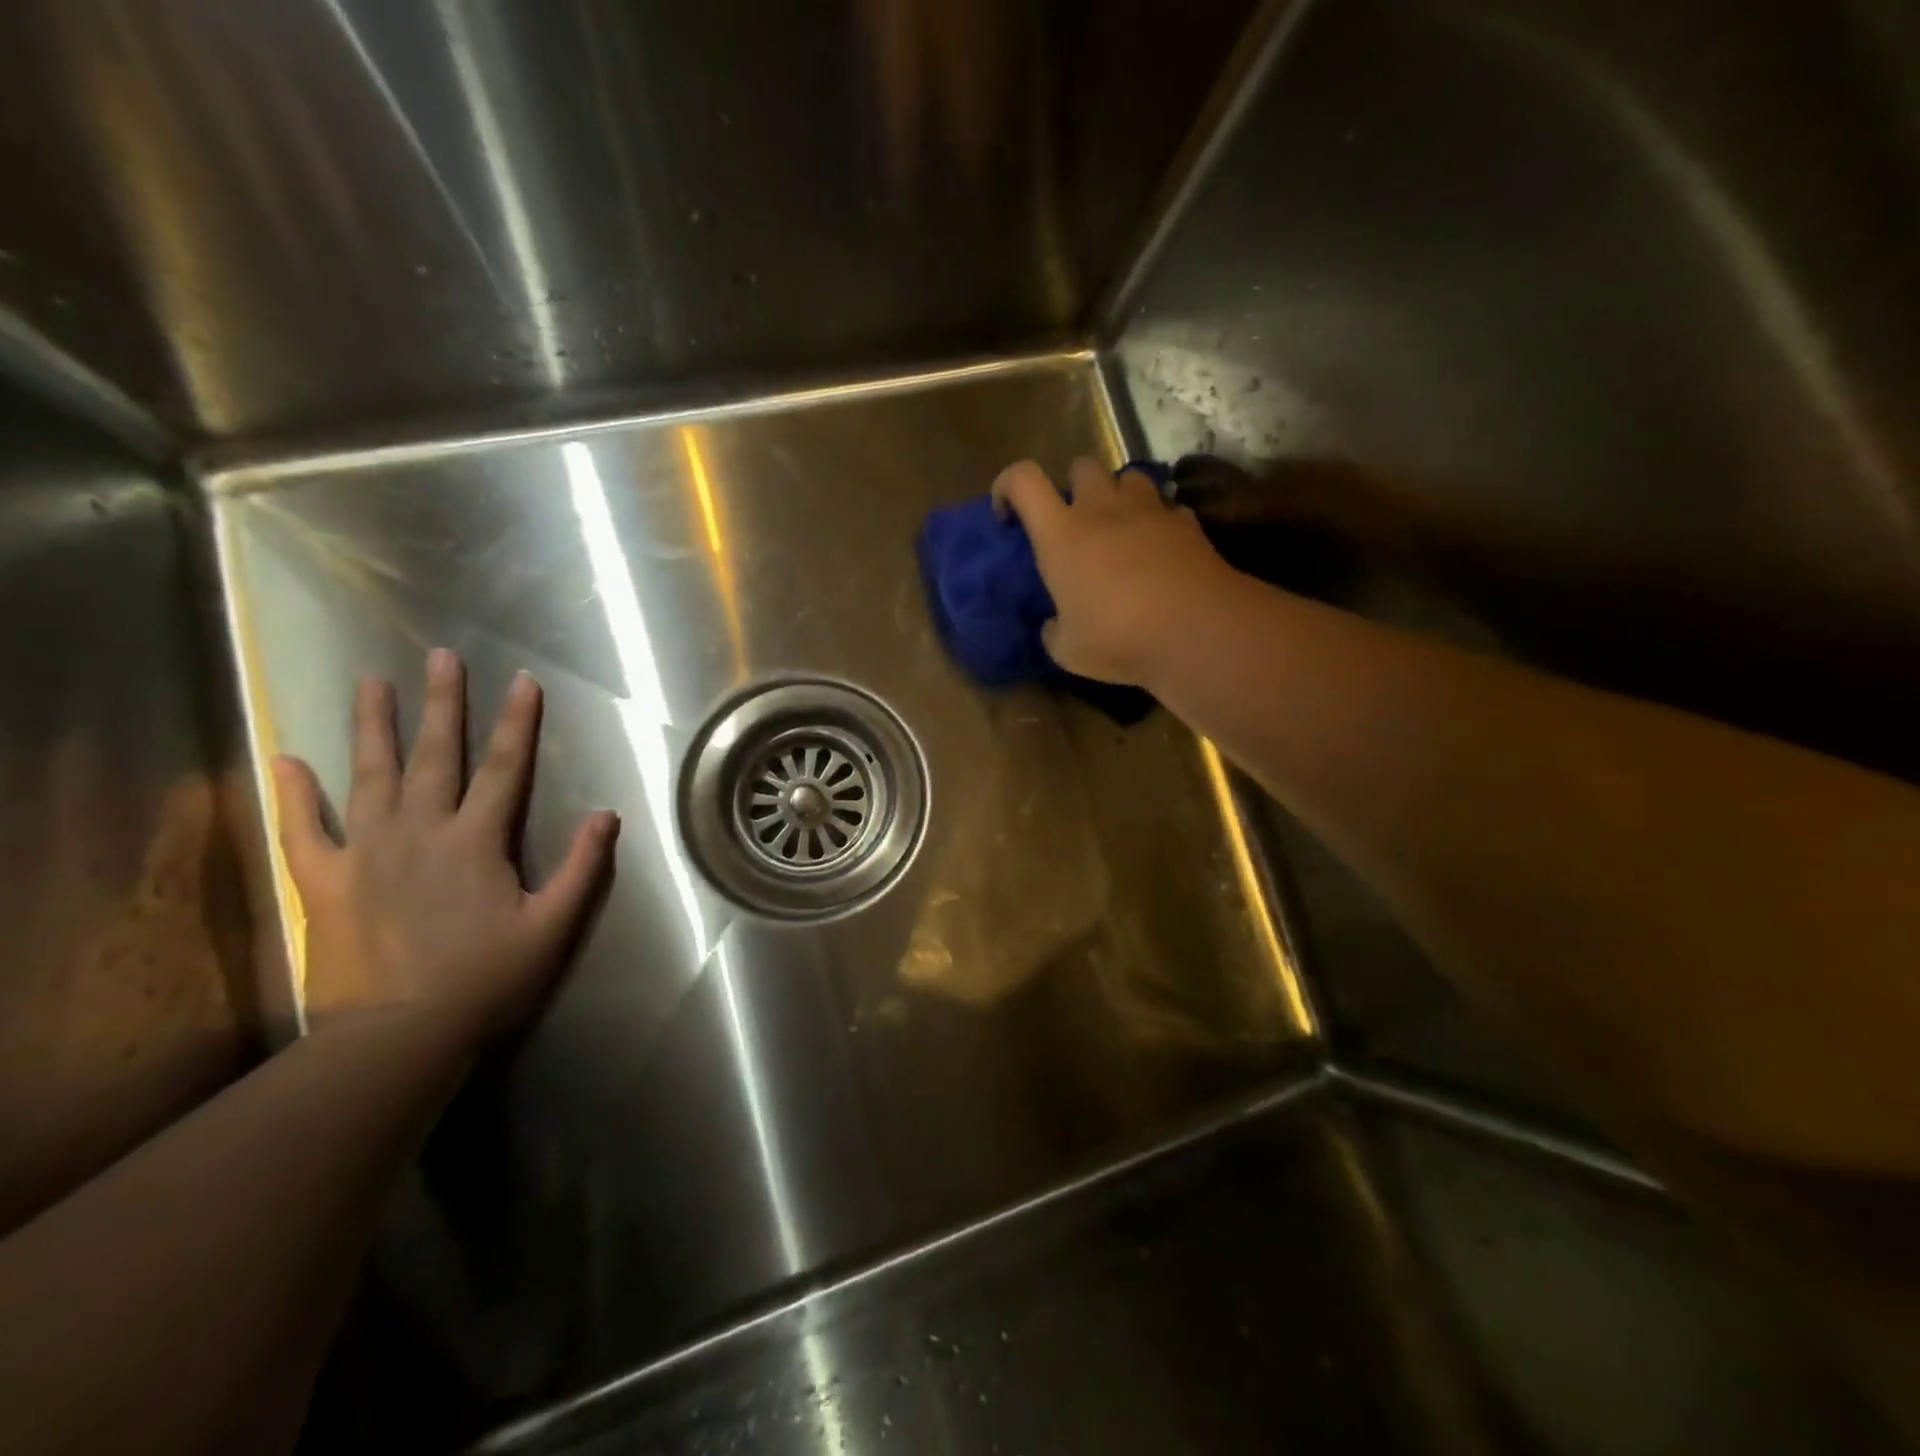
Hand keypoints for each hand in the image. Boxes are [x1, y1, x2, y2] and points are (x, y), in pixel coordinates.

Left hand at [272, 650, 617, 1046]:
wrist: (398, 1034)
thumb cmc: (487, 978)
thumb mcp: (553, 926)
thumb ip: (583, 867)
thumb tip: (607, 814)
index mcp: (478, 840)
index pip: (505, 768)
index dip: (517, 722)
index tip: (522, 680)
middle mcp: (421, 831)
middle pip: (436, 755)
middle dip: (443, 703)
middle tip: (440, 656)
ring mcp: (367, 852)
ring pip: (370, 776)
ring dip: (372, 726)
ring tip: (370, 682)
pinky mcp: (326, 881)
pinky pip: (305, 830)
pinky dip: (294, 795)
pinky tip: (286, 760)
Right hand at [993, 457, 1233, 686]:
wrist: (1197, 631)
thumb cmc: (1119, 638)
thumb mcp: (1069, 651)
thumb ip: (1055, 632)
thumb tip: (1054, 626)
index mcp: (1061, 534)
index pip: (1023, 480)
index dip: (1008, 486)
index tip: (1008, 513)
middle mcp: (1102, 509)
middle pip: (1082, 465)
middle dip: (1073, 486)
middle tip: (1075, 521)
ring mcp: (1149, 510)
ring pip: (1129, 477)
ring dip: (1119, 496)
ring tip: (1120, 529)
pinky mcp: (1187, 523)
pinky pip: (1167, 508)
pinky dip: (1158, 522)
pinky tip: (1160, 550)